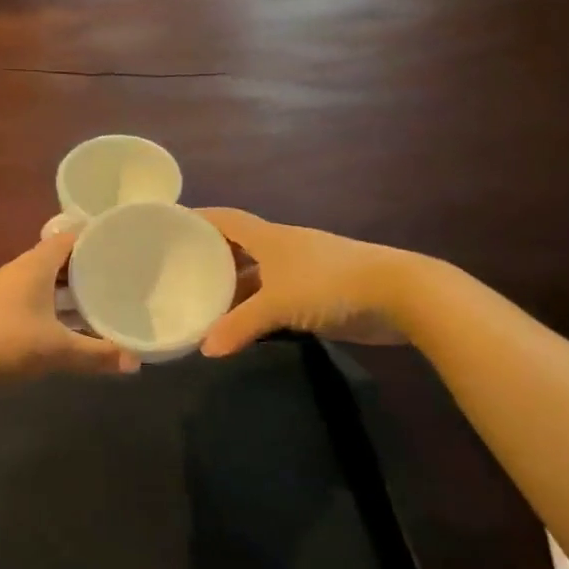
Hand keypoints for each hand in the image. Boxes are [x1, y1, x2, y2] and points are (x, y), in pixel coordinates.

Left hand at [0, 231, 138, 378]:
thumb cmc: (5, 343)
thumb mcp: (57, 350)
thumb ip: (97, 354)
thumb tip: (136, 362)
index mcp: (35, 265)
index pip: (71, 237)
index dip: (96, 237)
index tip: (123, 243)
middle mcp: (22, 269)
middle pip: (61, 258)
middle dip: (90, 264)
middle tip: (122, 272)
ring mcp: (8, 288)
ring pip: (48, 279)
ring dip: (73, 286)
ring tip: (104, 295)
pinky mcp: (0, 307)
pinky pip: (37, 295)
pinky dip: (57, 302)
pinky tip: (72, 321)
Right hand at [197, 208, 427, 356]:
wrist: (399, 294)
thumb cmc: (330, 285)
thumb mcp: (277, 305)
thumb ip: (239, 326)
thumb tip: (205, 349)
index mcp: (269, 237)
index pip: (225, 219)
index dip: (198, 219)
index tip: (169, 226)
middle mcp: (281, 249)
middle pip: (238, 247)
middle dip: (210, 259)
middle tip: (177, 274)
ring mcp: (301, 272)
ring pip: (257, 276)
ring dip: (233, 288)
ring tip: (201, 304)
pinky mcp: (317, 295)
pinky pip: (275, 298)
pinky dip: (256, 308)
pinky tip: (241, 325)